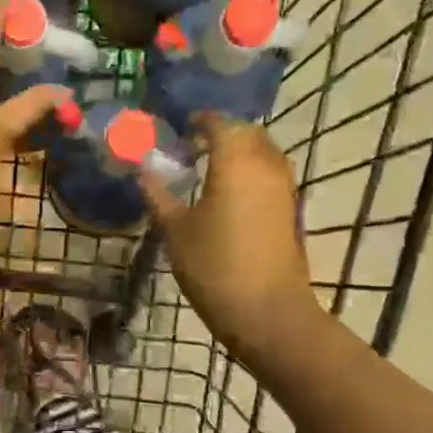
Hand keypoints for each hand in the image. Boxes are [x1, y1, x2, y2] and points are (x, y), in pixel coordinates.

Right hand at [141, 114, 322, 366]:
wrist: (267, 312)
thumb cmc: (214, 266)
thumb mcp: (175, 230)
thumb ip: (158, 194)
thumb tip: (142, 170)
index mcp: (235, 160)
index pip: (220, 123)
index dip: (200, 120)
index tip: (180, 127)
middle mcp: (265, 164)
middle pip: (246, 132)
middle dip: (221, 132)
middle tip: (192, 146)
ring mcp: (283, 187)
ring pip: (262, 151)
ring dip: (238, 150)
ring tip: (208, 167)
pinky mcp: (290, 208)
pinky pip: (269, 172)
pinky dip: (250, 170)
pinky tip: (227, 191)